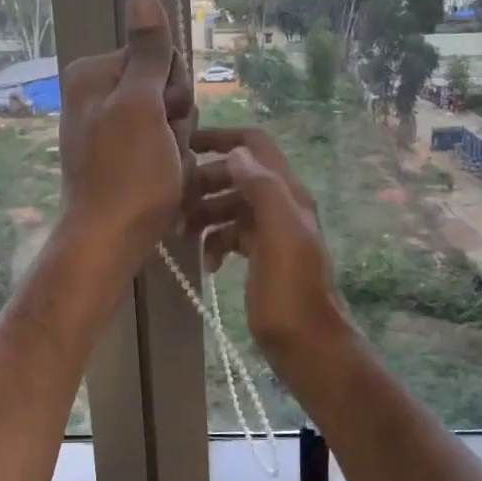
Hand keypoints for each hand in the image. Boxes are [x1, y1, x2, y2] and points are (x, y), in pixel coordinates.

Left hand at [58, 0, 193, 265]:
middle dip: (176, 119)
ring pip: (170, 120)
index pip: (158, 56)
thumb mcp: (141, 106)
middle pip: (165, 88)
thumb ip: (147, 52)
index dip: (172, 87)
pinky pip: (163, 147)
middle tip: (162, 147)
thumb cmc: (128, 173)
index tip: (164, 115)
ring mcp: (111, 128)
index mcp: (94, 74)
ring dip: (177, 144)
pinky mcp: (122, 157)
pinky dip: (170, 163)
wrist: (110, 239)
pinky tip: (163, 182)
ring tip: (163, 169)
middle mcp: (98, 95)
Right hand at [187, 127, 350, 369]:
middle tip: (175, 201)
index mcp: (288, 193)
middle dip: (205, 182)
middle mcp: (281, 205)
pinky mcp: (261, 255)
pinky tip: (208, 262)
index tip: (185, 144)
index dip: (222, 138)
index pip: (255, 145)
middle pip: (237, 175)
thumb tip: (236, 154)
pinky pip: (232, 234)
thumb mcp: (280, 235)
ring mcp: (271, 231)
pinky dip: (216, 241)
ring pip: (231, 205)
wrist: (306, 342)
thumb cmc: (291, 290)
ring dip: (206, 213)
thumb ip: (262, 190)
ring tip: (183, 233)